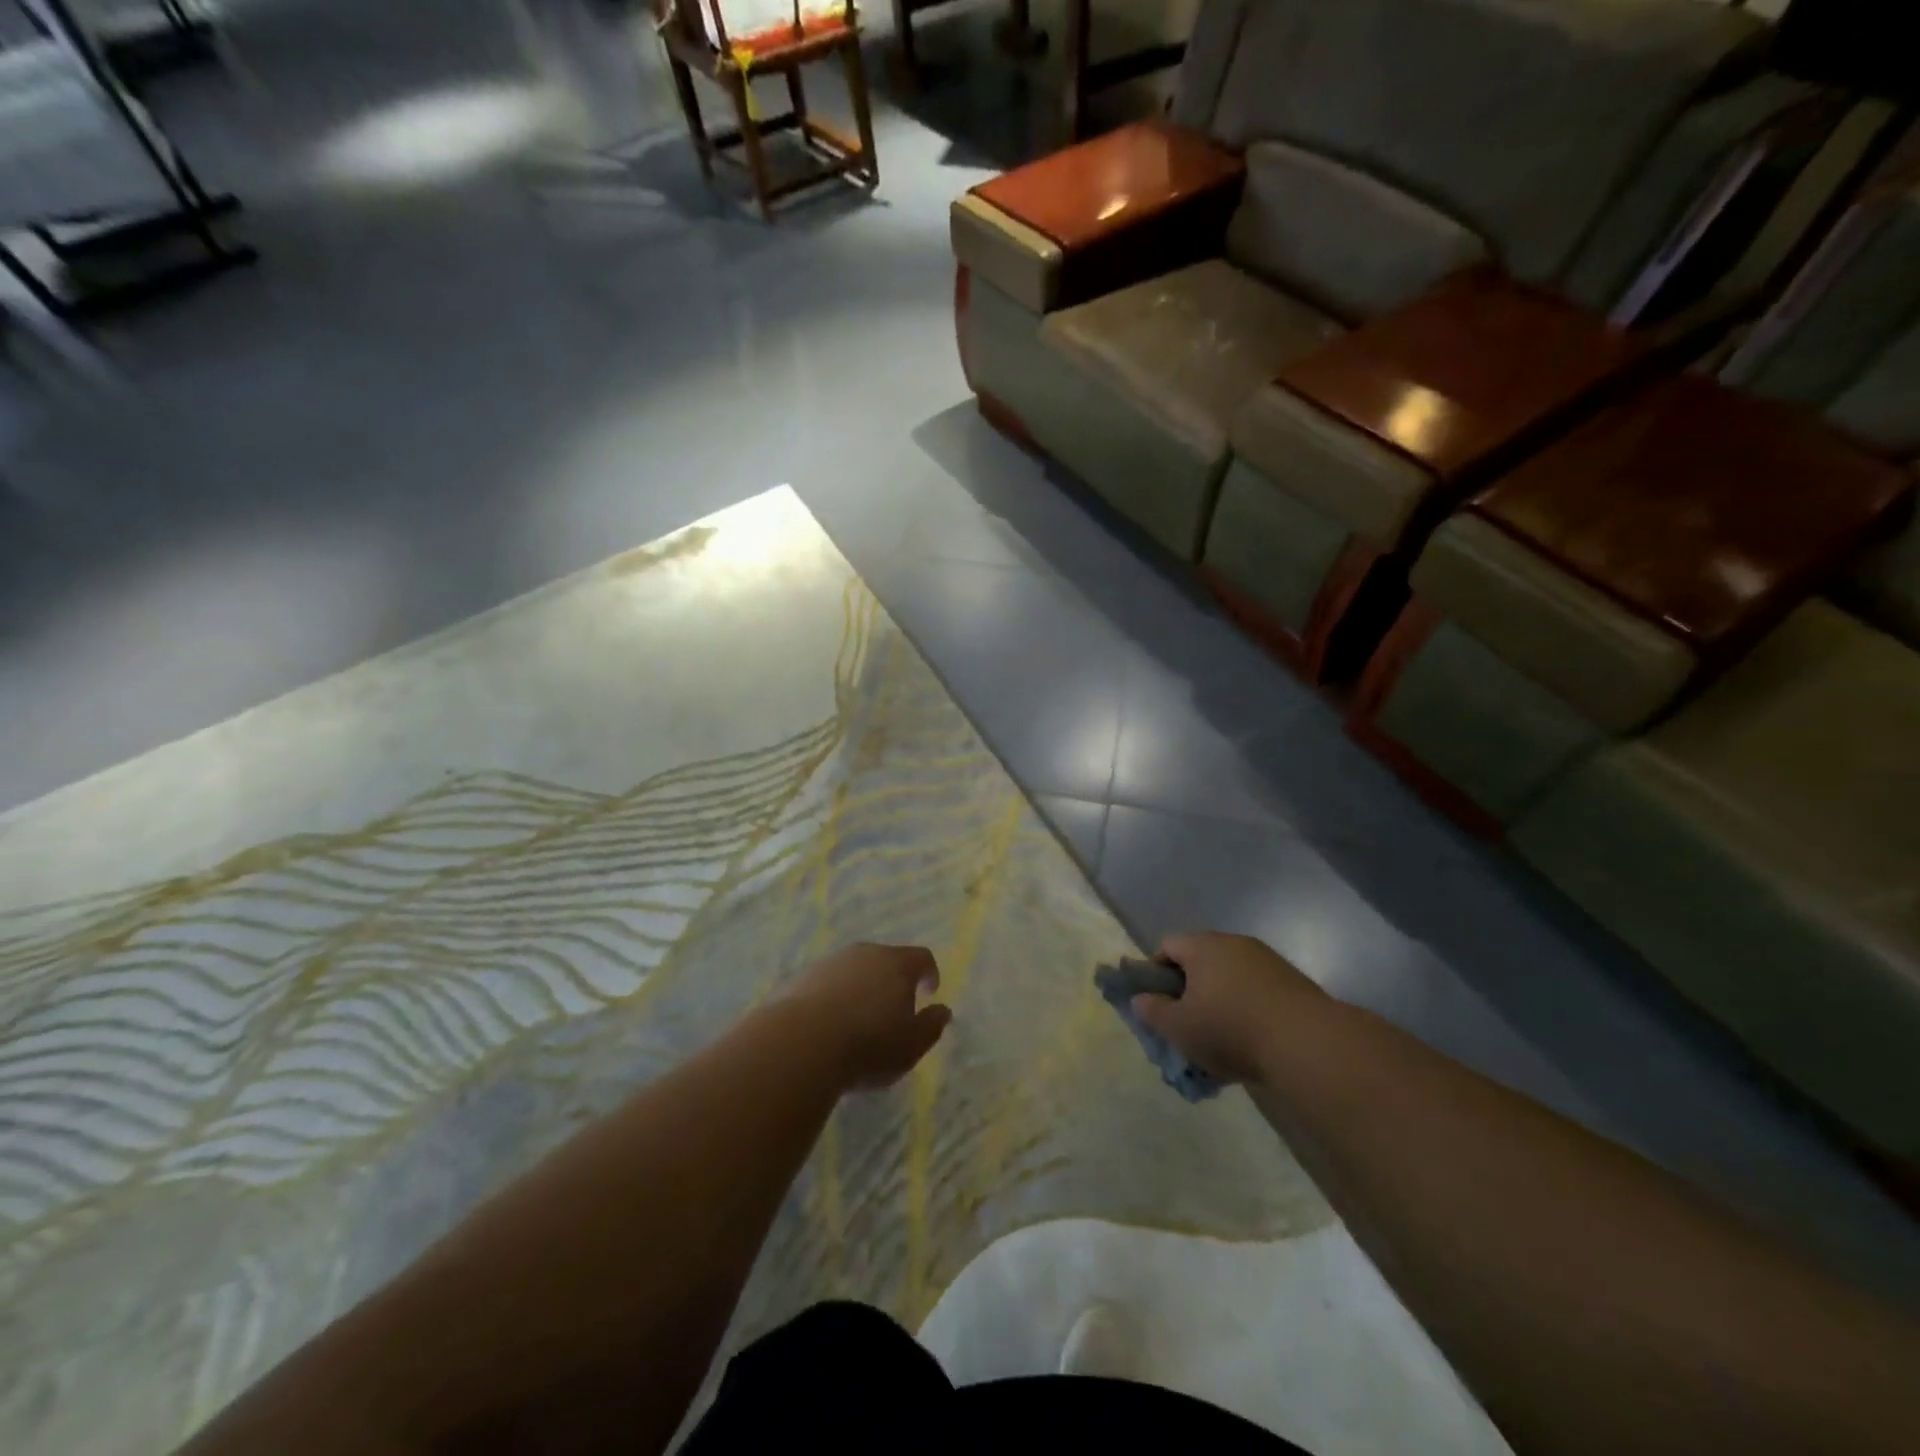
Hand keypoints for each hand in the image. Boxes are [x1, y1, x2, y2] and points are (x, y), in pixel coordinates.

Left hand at [786, 942, 951, 1089]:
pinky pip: (828, 983)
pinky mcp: (803, 977)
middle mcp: (865, 953)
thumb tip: (943, 1010)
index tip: (929, 992)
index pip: (922, 957)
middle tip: (893, 1010)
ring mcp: (831, 962)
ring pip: (855, 970)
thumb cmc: (868, 1045)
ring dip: (861, 988)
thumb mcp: (912, 1045)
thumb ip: (932, 1026)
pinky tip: (829, 1024)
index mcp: (896, 964)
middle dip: (893, 981)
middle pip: (886, 960)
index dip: (929, 973)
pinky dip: (834, 997)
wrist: (800, 1043)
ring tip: (858, 1020)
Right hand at [1131, 932, 1325, 1085]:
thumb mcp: (1178, 1027)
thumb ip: (1152, 1011)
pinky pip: (1258, 990)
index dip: (1157, 973)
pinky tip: (1253, 1041)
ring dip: (1222, 1000)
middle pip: (1201, 960)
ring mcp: (1267, 960)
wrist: (1307, 1043)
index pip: (1167, 946)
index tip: (1160, 1004)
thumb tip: (1140, 999)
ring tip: (1222, 1040)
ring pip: (1231, 977)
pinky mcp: (1293, 982)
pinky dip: (1249, 1009)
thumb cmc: (1230, 1029)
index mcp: (1202, 946)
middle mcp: (1234, 943)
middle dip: (1191, 989)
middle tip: (1189, 1024)